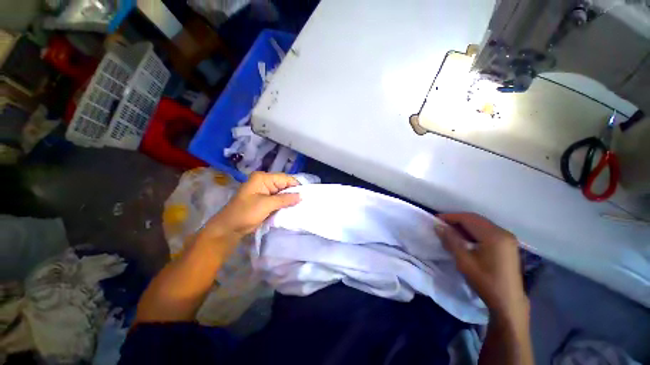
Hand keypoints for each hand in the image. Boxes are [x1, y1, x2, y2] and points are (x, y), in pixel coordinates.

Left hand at [202, 172, 300, 239]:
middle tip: (304, 202)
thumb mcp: (266, 205)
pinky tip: (291, 208)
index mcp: (263, 178)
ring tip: (300, 205)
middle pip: (284, 185)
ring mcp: (264, 191)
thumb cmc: (245, 213)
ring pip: (282, 193)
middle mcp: (264, 182)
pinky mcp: (264, 200)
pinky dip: (284, 204)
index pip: (285, 178)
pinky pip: (278, 200)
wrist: (228, 229)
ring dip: (289, 199)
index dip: (296, 186)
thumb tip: (301, 196)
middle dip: (293, 193)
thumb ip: (285, 199)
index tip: (306, 195)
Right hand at [435, 213, 527, 321]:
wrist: (508, 301)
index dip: (450, 217)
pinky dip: (473, 231)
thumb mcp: (464, 261)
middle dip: (457, 220)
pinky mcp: (507, 244)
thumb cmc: (485, 281)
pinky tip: (464, 238)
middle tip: (441, 224)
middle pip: (476, 219)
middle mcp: (503, 232)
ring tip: (450, 231)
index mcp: (494, 236)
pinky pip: (487, 231)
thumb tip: (438, 226)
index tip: (435, 219)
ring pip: (481, 224)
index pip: (468, 219)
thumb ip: (450, 240)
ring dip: (464, 225)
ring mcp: (507, 238)